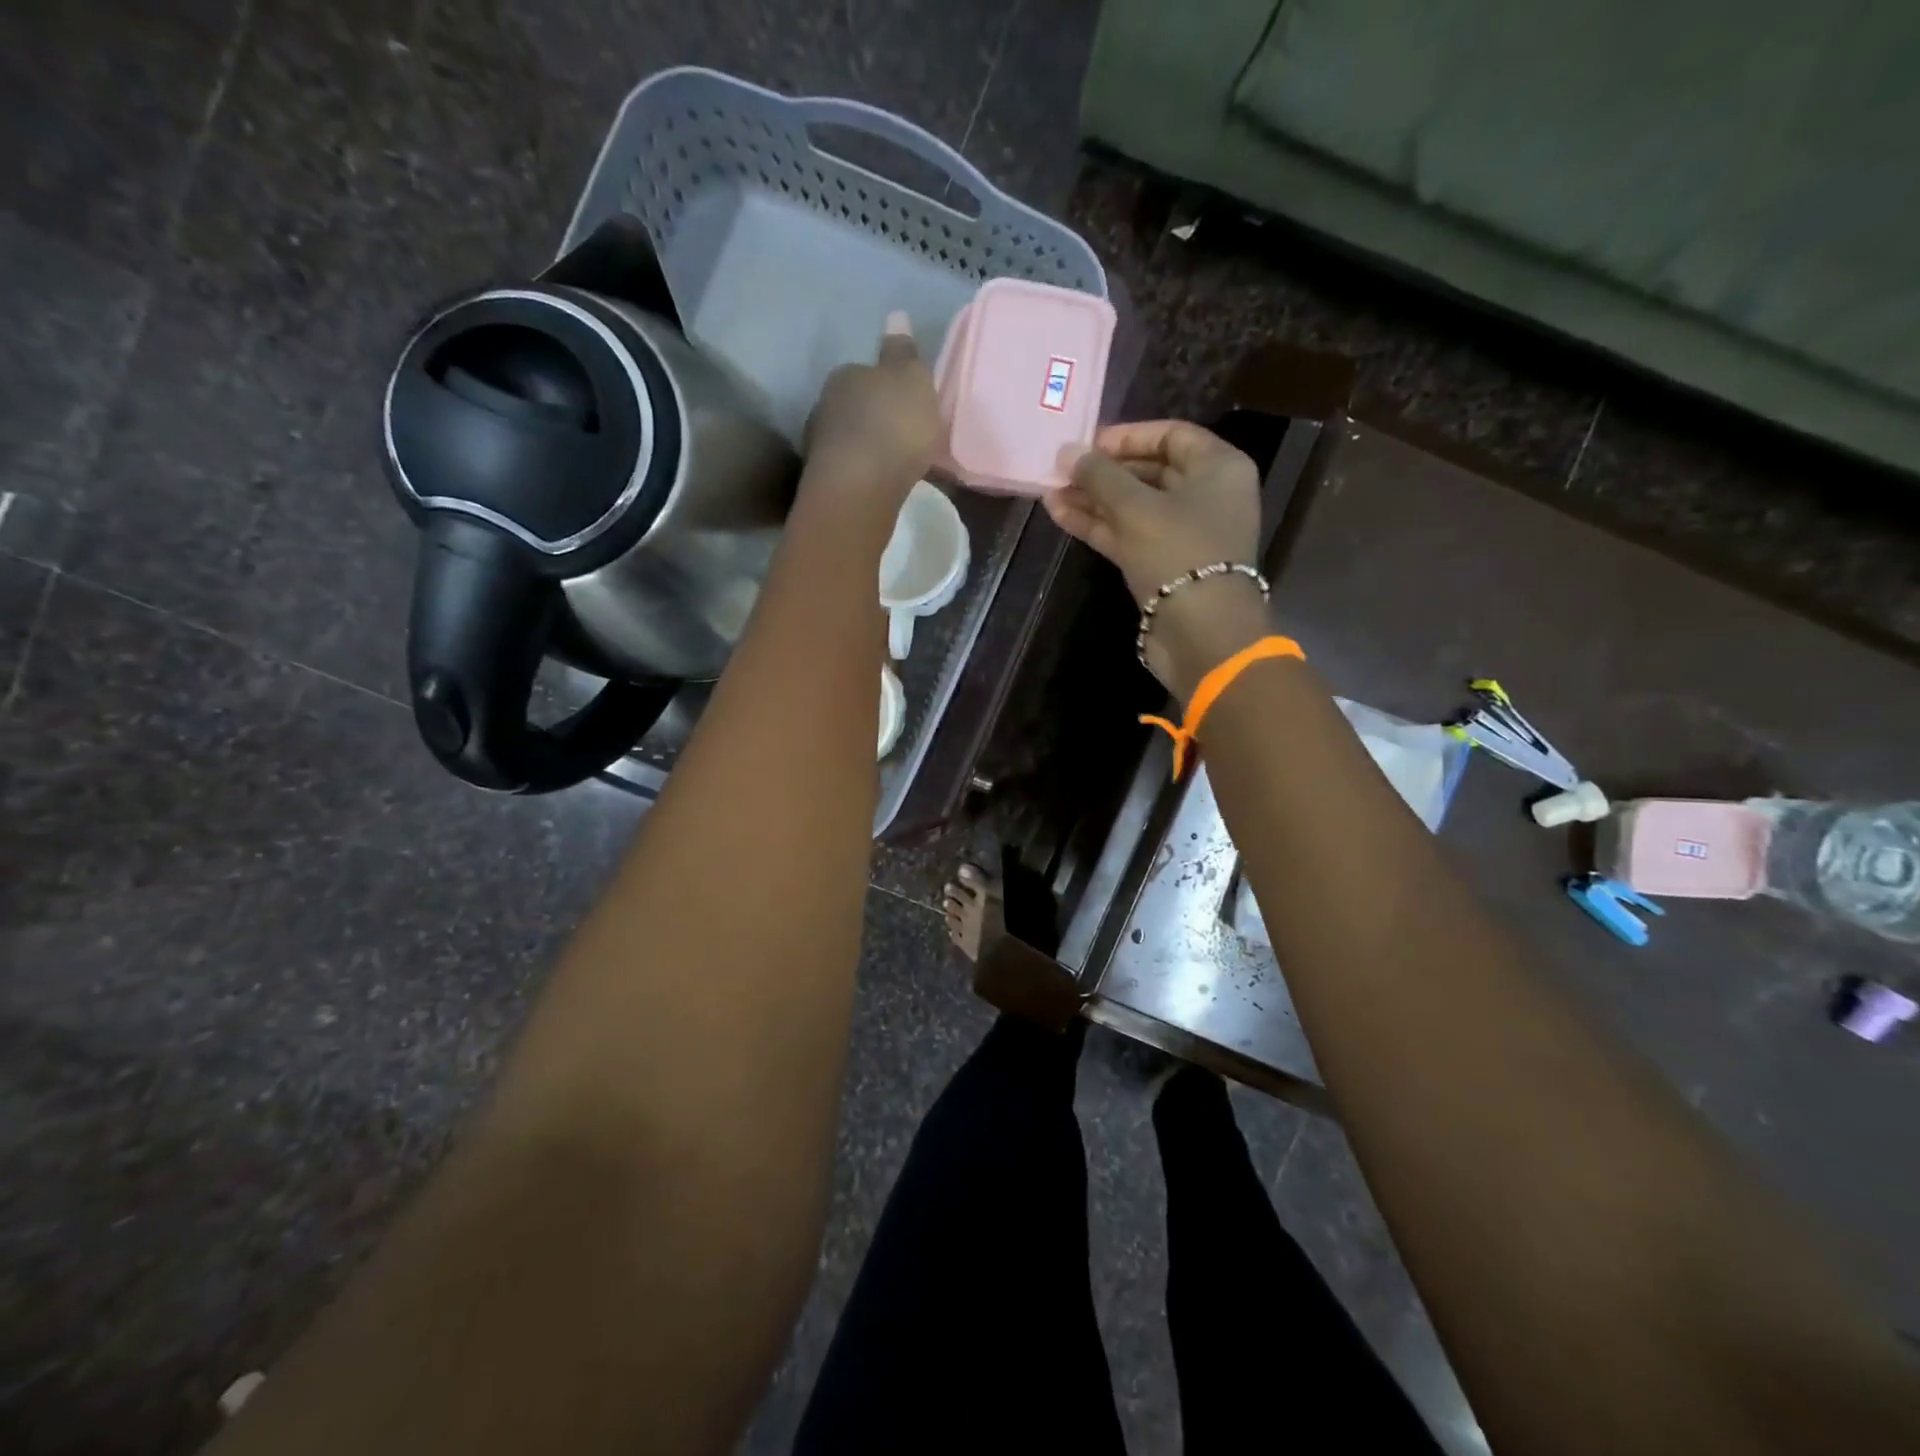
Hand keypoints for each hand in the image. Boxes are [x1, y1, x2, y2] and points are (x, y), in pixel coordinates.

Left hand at [803, 312, 940, 515]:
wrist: (860, 486)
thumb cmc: (893, 424)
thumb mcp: (911, 379)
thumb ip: (903, 352)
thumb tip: (895, 315)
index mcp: (846, 374)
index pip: (864, 372)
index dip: (885, 386)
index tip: (903, 403)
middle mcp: (825, 404)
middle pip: (853, 406)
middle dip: (873, 417)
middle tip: (899, 433)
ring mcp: (819, 444)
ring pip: (848, 438)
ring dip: (865, 446)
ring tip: (890, 461)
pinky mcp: (823, 480)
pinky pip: (848, 468)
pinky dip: (861, 472)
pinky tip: (877, 481)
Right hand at [1046, 421, 1267, 695]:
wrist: (1201, 633)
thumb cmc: (1178, 552)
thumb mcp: (1135, 506)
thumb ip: (1100, 475)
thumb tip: (1067, 452)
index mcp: (1218, 468)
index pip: (1171, 435)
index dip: (1127, 435)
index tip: (1087, 443)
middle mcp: (1206, 497)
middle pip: (1150, 472)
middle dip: (1104, 471)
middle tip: (1062, 469)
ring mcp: (1184, 535)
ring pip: (1134, 507)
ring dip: (1094, 500)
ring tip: (1050, 492)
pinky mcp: (1163, 567)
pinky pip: (1129, 535)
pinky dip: (1099, 526)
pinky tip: (1061, 515)